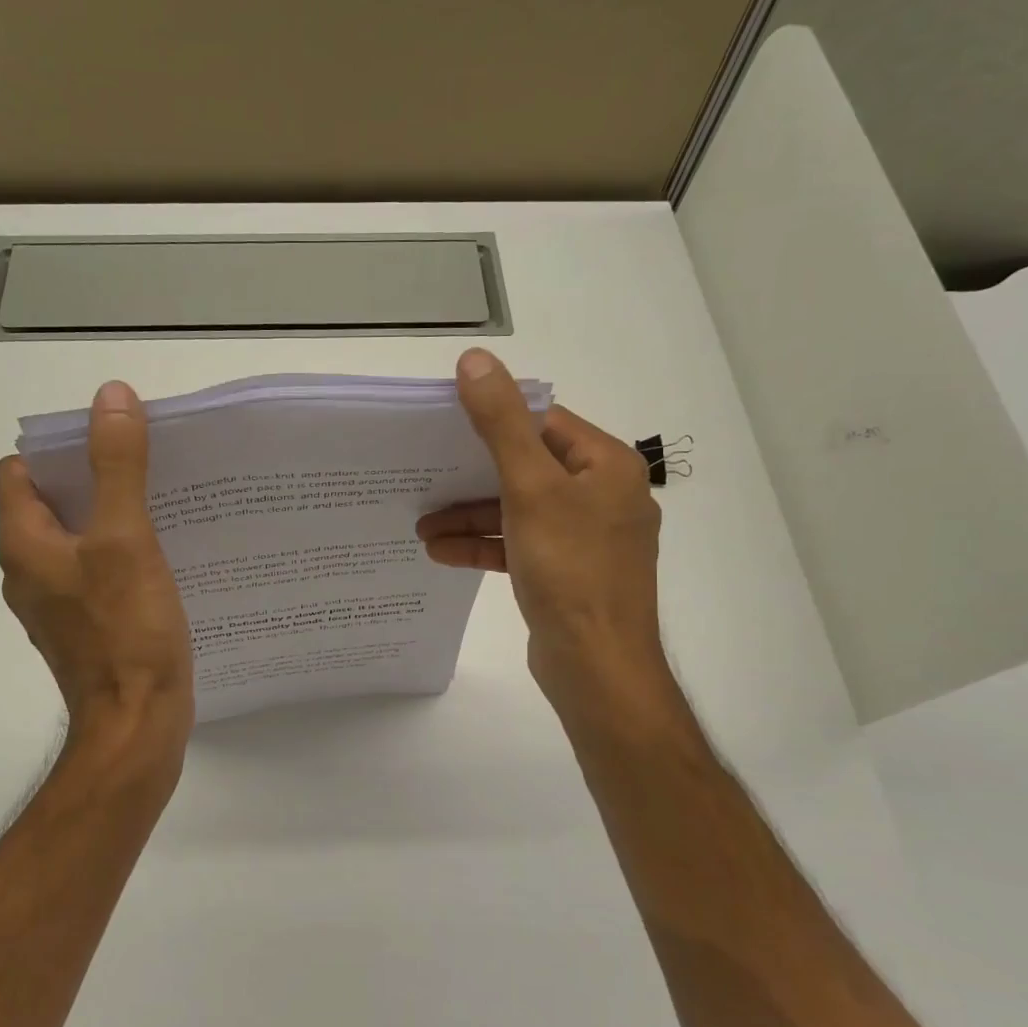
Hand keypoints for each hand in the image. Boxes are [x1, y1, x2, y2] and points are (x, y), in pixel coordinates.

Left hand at [0, 381, 193, 756]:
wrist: (137, 726)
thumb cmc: (127, 631)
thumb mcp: (125, 538)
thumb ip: (117, 466)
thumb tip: (111, 397)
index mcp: (24, 545)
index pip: (20, 473)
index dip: (59, 449)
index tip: (110, 443)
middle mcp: (30, 572)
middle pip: (51, 504)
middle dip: (93, 478)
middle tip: (148, 467)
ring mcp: (57, 604)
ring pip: (77, 540)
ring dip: (111, 518)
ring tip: (162, 505)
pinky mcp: (86, 628)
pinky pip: (96, 573)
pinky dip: (121, 556)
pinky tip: (163, 559)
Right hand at [418, 348, 679, 732]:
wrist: (596, 666)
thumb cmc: (570, 568)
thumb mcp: (530, 488)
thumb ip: (500, 423)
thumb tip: (475, 359)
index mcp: (607, 466)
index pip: (545, 423)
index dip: (494, 419)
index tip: (444, 425)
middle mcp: (602, 497)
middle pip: (527, 468)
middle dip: (471, 478)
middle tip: (423, 476)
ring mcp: (585, 539)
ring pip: (519, 512)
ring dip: (470, 516)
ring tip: (420, 526)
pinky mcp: (566, 574)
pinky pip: (520, 546)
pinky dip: (484, 546)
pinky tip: (441, 552)